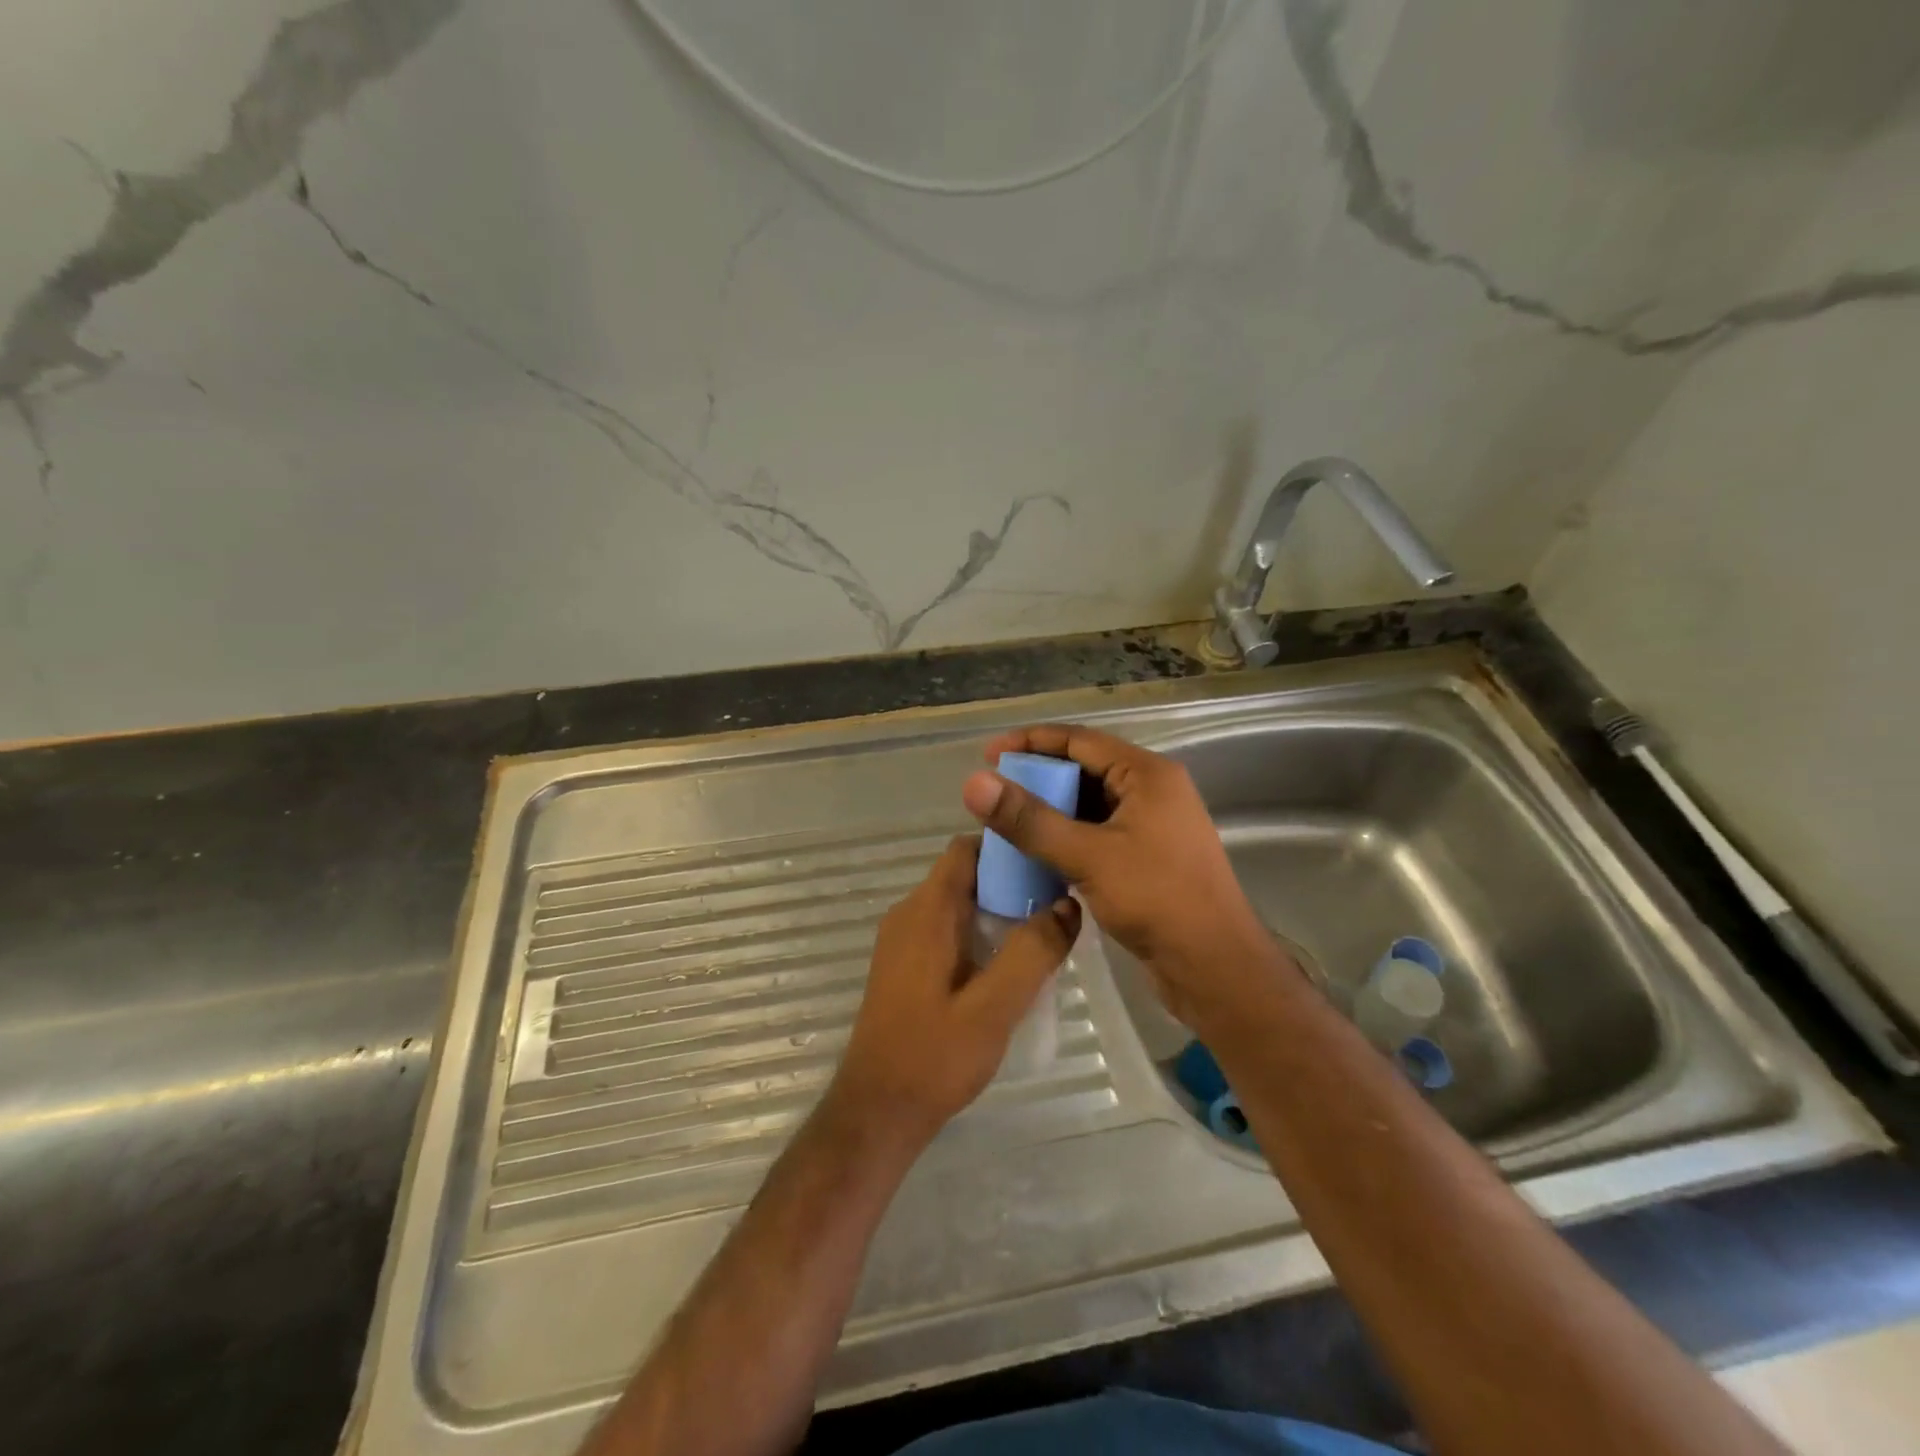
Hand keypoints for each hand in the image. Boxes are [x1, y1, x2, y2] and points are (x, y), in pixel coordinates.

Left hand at [829, 835, 1080, 1148]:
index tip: (1050, 864)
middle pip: (965, 876)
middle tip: (1058, 908)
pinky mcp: (905, 966)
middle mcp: (909, 914)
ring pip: (958, 905)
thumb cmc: (934, 1056)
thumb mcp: (994, 1007)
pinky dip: (980, 935)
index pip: (967, 849)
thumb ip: (1032, 952)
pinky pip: (948, 931)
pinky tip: (1008, 969)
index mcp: (927, 911)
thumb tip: (1068, 905)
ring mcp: (903, 941)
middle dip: (1012, 884)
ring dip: (998, 913)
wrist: (877, 1112)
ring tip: (1043, 938)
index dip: (1008, 849)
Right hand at [961, 725, 1293, 1027]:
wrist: (1216, 967)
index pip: (1080, 741)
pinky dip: (1068, 838)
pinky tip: (1038, 855)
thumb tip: (974, 783)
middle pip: (1085, 770)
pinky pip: (1098, 834)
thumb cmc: (1157, 900)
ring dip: (1051, 812)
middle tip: (994, 793)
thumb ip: (1029, 820)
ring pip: (1090, 806)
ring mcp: (1153, 826)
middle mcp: (1153, 792)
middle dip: (1039, 779)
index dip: (1031, 742)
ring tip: (1008, 823)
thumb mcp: (1087, 856)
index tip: (989, 754)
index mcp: (1148, 775)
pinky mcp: (1148, 858)